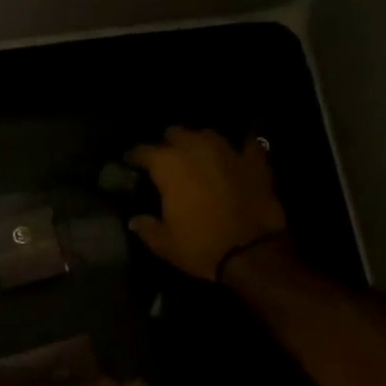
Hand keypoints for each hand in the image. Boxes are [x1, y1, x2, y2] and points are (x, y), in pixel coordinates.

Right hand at [126, 126, 288, 281]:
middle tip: (167, 159)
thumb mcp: (165, 244)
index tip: (130, 161)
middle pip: (176, 133)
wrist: (252, 252)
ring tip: (198, 156)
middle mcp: (196, 149)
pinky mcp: (255, 161)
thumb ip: (146, 227)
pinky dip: (238, 150)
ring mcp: (228, 151)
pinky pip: (244, 145)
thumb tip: (134, 220)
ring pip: (207, 134)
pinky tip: (236, 157)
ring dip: (199, 143)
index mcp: (169, 166)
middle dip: (169, 143)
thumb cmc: (201, 247)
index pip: (143, 151)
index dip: (134, 156)